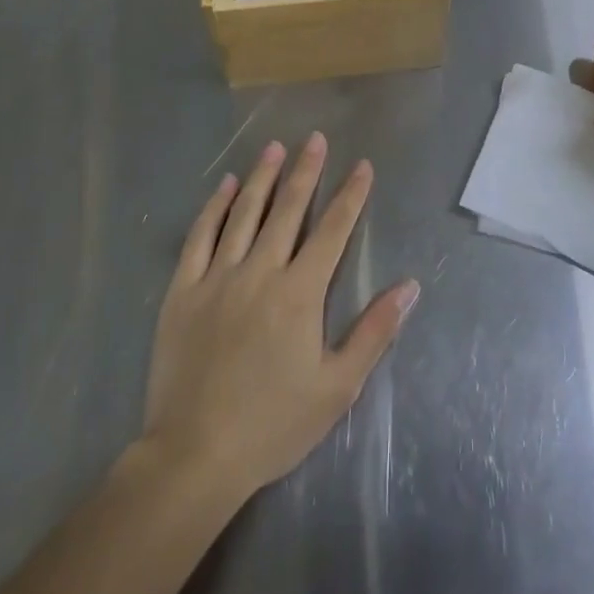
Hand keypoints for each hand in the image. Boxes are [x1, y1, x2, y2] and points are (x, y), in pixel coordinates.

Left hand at [141, 133, 418, 501]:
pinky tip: (227, 185)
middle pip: (288, 209)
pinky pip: (200, 236)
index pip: (333, 230)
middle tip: (315, 138)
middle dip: (306, 171)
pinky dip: (215, 207)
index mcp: (300, 293)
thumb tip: (410, 286)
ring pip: (245, 214)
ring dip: (263, 177)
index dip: (350, 195)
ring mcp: (218, 277)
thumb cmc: (273, 424)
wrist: (195, 455)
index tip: (362, 166)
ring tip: (275, 146)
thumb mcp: (337, 387)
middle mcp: (261, 271)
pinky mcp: (184, 289)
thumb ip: (374, 331)